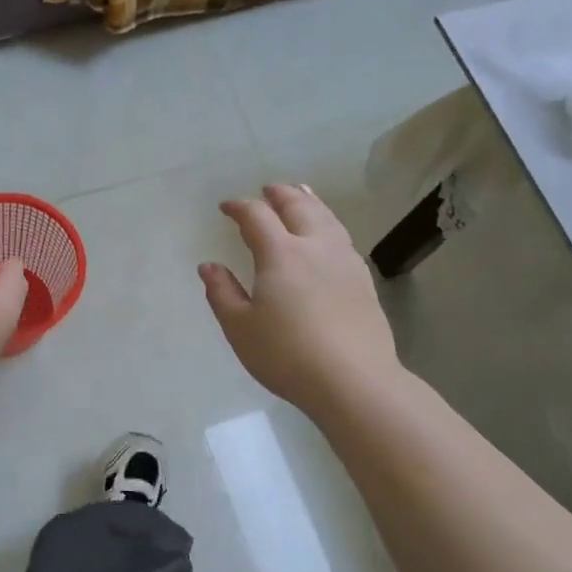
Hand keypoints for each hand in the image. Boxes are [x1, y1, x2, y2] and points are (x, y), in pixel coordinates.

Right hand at [202, 184, 401, 414]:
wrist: (353, 381)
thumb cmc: (287, 355)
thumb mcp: (240, 328)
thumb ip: (222, 293)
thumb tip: (208, 266)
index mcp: (280, 254)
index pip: (257, 217)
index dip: (239, 207)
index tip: (225, 208)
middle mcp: (315, 247)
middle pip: (298, 206)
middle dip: (279, 194)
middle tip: (266, 190)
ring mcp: (345, 261)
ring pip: (326, 217)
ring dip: (309, 201)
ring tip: (301, 194)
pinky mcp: (363, 280)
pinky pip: (342, 236)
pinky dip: (328, 222)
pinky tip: (327, 234)